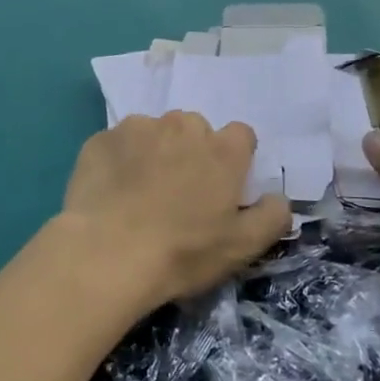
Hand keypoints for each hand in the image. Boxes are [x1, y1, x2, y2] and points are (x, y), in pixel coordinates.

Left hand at [57, 113, 290, 308]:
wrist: (106, 254)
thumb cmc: (182, 252)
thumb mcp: (242, 247)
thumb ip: (272, 216)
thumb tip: (279, 198)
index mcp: (222, 149)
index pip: (241, 135)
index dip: (234, 160)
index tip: (221, 187)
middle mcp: (181, 126)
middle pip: (195, 130)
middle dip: (192, 153)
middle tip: (179, 193)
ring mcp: (137, 129)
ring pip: (154, 132)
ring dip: (154, 152)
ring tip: (140, 191)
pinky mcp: (100, 140)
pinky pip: (118, 144)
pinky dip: (119, 160)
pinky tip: (111, 191)